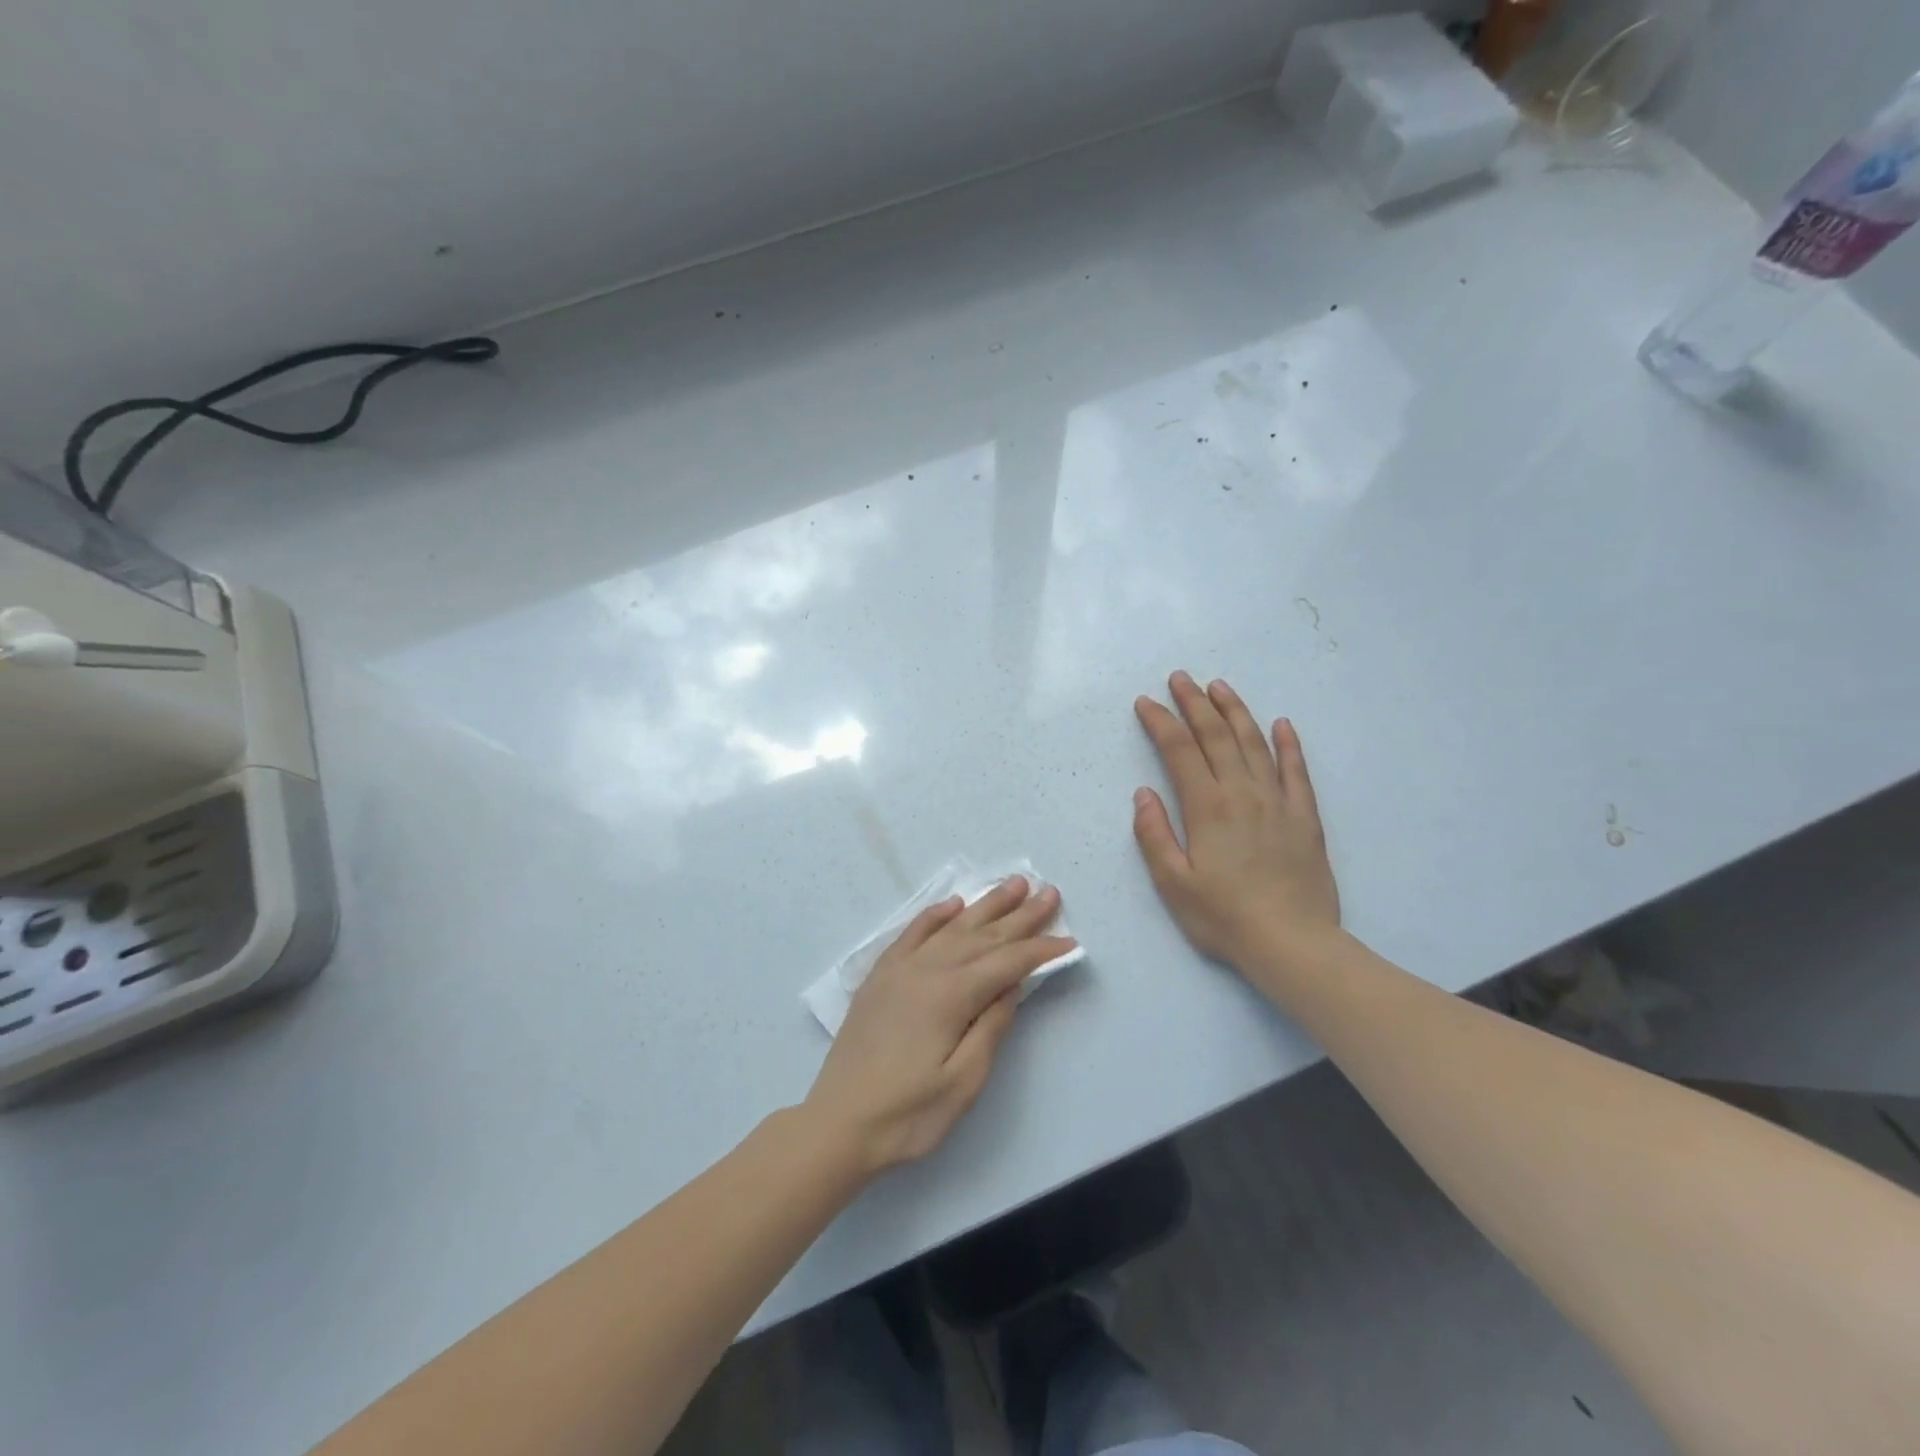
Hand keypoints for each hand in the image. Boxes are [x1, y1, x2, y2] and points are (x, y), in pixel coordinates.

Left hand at [803, 877, 1075, 1176]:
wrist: (838, 1123)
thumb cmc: (908, 1113)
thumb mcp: (963, 1082)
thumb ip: (990, 1027)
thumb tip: (1012, 985)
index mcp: (951, 995)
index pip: (1007, 963)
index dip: (1040, 950)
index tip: (1069, 939)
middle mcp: (927, 970)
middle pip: (983, 935)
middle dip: (1020, 915)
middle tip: (1049, 891)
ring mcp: (900, 969)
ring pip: (952, 927)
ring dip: (985, 905)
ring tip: (1012, 884)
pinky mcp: (880, 976)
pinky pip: (912, 933)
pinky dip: (935, 915)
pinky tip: (952, 904)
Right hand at [1132, 671, 1340, 974]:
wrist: (1292, 942)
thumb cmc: (1224, 916)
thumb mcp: (1173, 883)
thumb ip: (1154, 835)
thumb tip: (1144, 793)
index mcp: (1207, 807)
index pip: (1179, 750)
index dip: (1161, 722)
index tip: (1145, 703)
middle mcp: (1242, 793)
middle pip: (1216, 736)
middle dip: (1194, 703)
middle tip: (1180, 678)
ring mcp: (1278, 801)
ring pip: (1255, 743)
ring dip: (1235, 711)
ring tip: (1219, 687)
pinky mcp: (1305, 816)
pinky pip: (1296, 770)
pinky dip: (1288, 744)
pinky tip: (1281, 724)